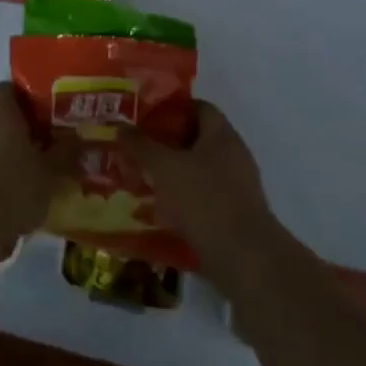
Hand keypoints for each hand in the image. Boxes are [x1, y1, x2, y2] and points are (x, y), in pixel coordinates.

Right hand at [126, 101, 279, 279]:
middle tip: (136, 150)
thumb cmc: (204, 200)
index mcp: (222, 135)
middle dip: (165, 144)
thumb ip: (141, 145)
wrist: (244, 258)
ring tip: (141, 181)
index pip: (198, 107)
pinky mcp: (234, 214)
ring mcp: (237, 186)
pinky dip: (181, 200)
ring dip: (171, 175)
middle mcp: (234, 155)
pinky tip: (158, 212)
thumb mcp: (164, 167)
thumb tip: (121, 125)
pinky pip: (203, 197)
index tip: (143, 118)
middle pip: (196, 139)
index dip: (171, 108)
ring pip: (197, 170)